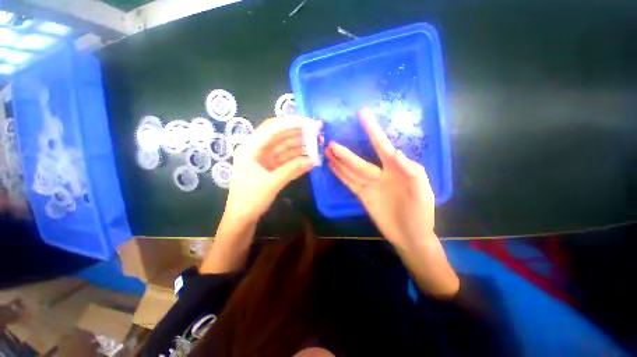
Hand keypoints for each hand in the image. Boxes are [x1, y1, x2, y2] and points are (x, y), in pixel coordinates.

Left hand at [202, 117, 316, 273]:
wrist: (241, 220)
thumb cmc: (249, 200)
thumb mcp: (271, 184)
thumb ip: (292, 170)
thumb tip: (313, 160)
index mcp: (251, 149)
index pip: (272, 129)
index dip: (290, 123)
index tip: (309, 122)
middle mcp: (258, 151)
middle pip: (280, 137)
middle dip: (298, 134)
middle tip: (317, 132)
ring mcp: (266, 160)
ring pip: (285, 148)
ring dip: (300, 147)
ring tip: (317, 145)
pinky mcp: (272, 169)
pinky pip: (287, 160)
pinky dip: (298, 159)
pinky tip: (310, 158)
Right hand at [326, 108, 457, 297]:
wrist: (411, 236)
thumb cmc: (420, 213)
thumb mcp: (422, 191)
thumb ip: (412, 171)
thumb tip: (396, 151)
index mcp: (397, 168)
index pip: (382, 145)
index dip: (372, 130)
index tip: (363, 114)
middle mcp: (381, 174)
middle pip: (360, 160)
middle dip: (346, 152)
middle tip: (332, 142)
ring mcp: (370, 185)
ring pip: (352, 170)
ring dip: (340, 161)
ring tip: (328, 152)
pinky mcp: (363, 196)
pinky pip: (350, 183)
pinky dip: (341, 175)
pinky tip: (333, 166)